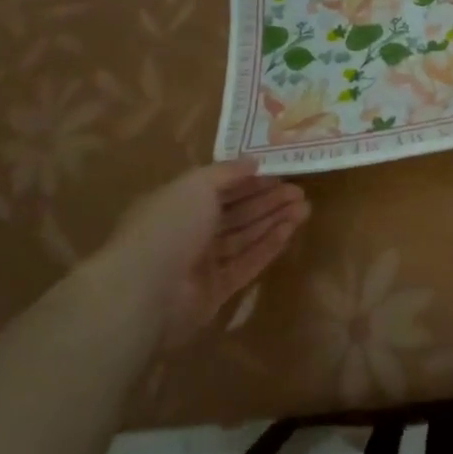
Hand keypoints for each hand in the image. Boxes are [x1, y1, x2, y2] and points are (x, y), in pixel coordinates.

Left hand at [92, 160, 308, 335]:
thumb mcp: (196, 185)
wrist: (146, 291)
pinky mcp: (216, 291)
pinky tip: (291, 231)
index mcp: (177, 204)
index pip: (219, 189)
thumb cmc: (169, 226)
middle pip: (236, 213)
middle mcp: (189, 232)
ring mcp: (202, 263)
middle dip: (268, 201)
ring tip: (305, 208)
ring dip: (274, 221)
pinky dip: (269, 246)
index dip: (249, 181)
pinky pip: (247, 263)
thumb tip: (253, 162)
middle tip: (300, 192)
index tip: (280, 174)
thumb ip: (226, 172)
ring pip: (245, 237)